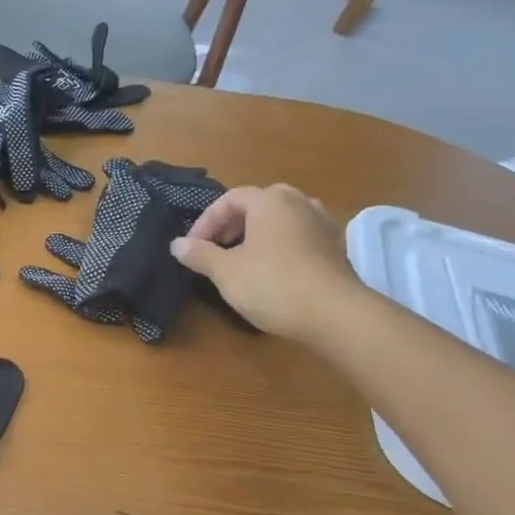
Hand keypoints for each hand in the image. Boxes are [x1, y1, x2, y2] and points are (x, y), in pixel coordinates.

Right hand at [169, 184, 363, 342]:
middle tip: (218, 247)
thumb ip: (199, 254)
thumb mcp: (225, 271)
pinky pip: (301, 237)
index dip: (206, 221)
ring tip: (244, 258)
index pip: (230, 199)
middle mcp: (299, 203)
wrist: (336, 315)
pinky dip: (282, 246)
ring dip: (259, 233)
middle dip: (234, 224)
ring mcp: (323, 224)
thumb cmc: (272, 284)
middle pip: (259, 204)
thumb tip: (177, 244)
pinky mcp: (337, 248)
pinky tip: (274, 270)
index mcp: (270, 201)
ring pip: (283, 219)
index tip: (193, 247)